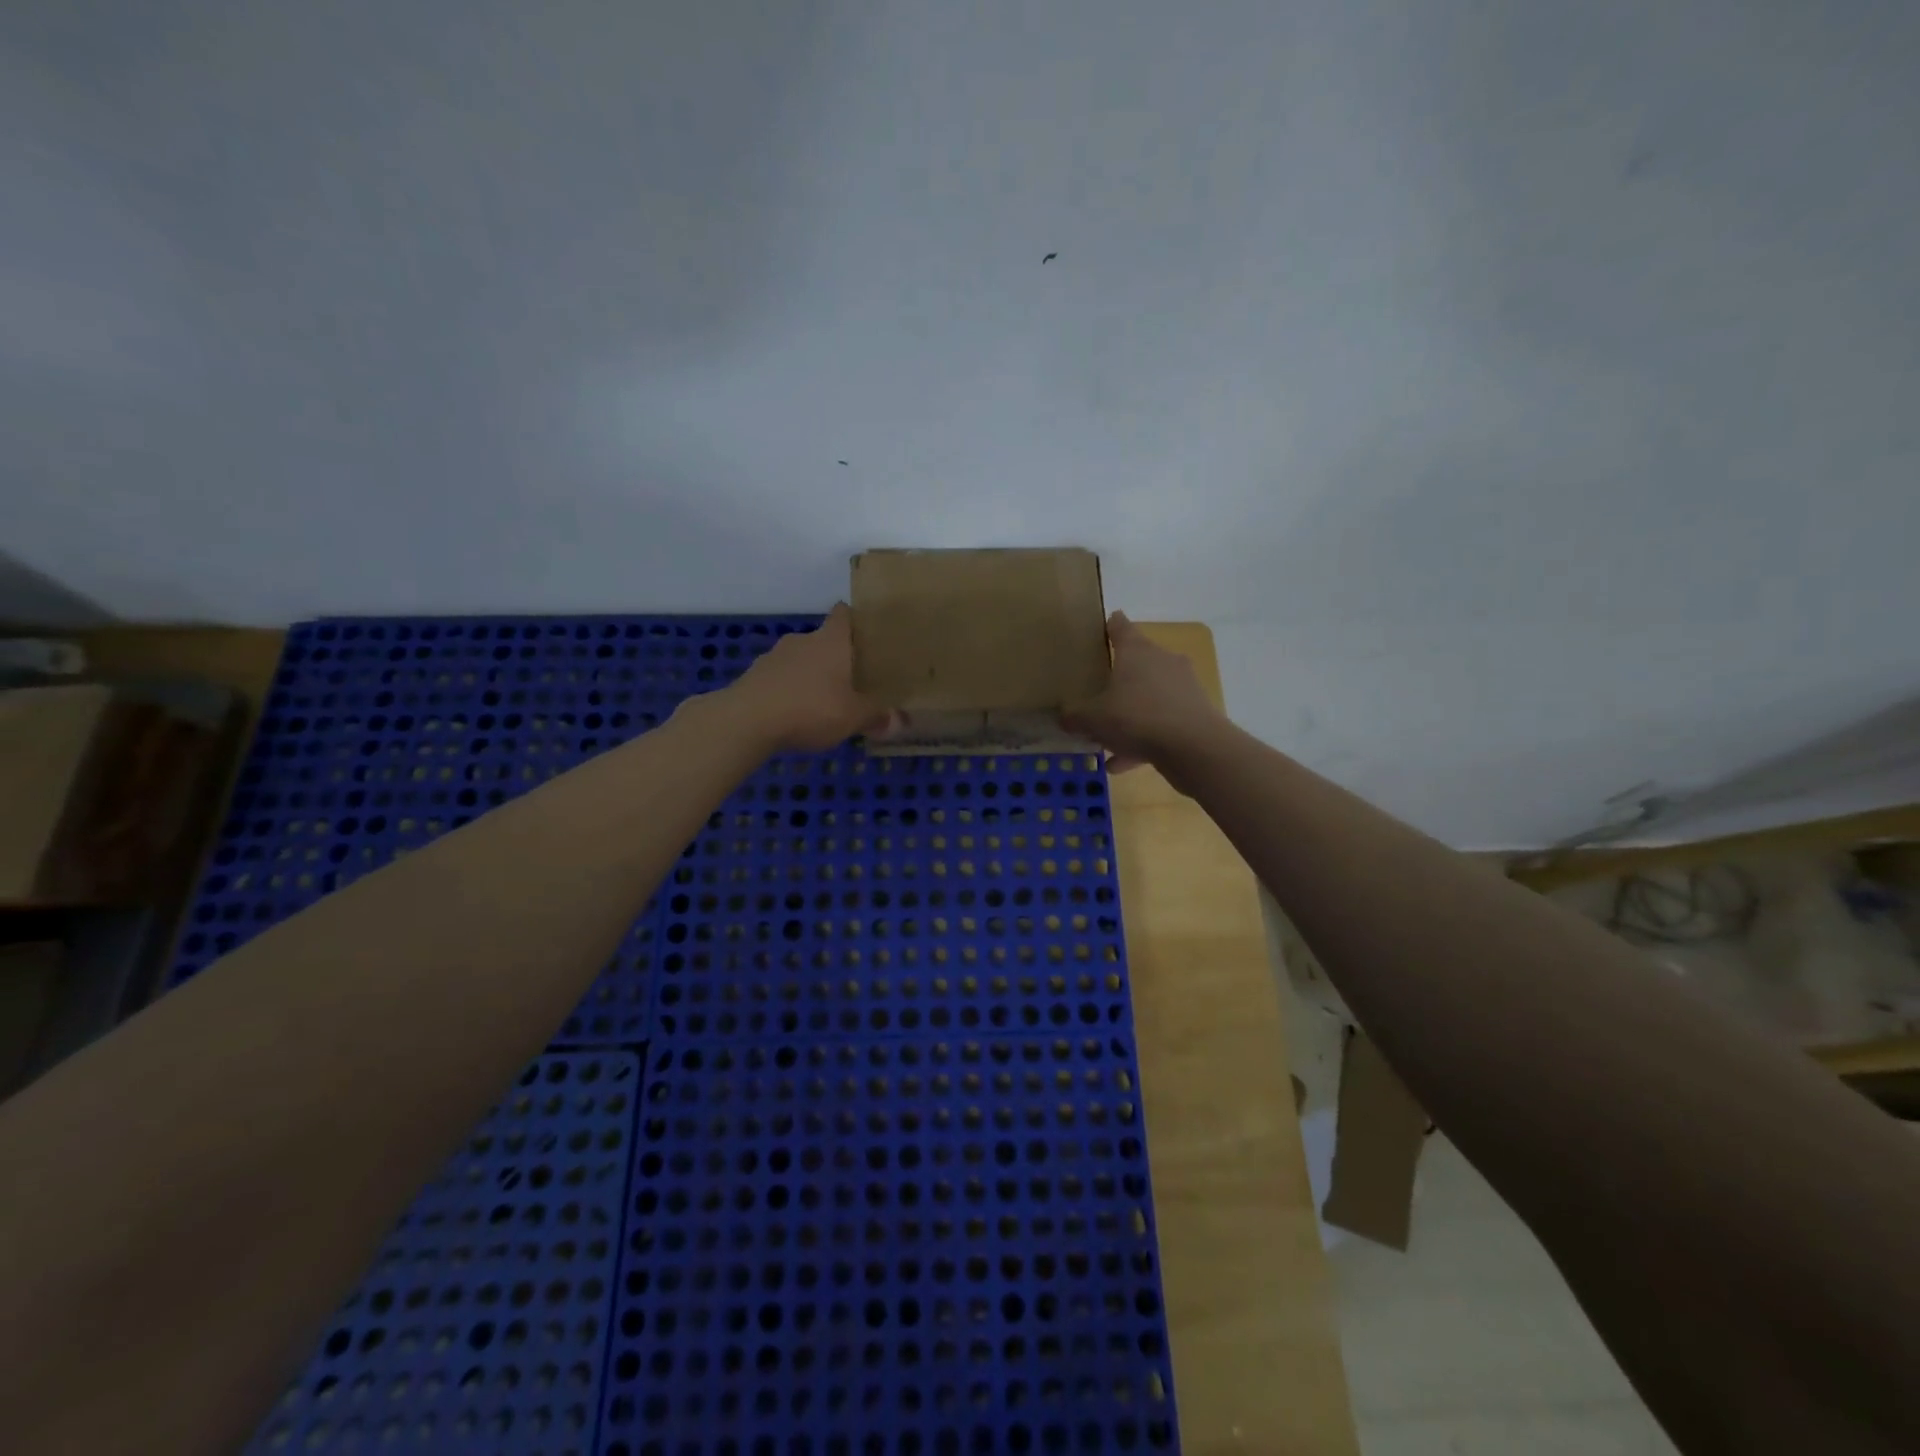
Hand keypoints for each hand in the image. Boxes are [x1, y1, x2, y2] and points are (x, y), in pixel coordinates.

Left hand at [722, 603, 890, 752]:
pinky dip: (788, 691)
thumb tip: (899, 720)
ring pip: (799, 660)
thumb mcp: (853, 718)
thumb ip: (875, 717)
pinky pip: (779, 679)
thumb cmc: (810, 708)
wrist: (747, 720)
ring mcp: (774, 656)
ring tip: (822, 701)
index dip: (855, 619)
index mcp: (831, 641)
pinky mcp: (754, 676)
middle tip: (851, 679)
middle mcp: (803, 640)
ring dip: (809, 675)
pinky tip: (794, 714)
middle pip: (823, 640)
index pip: (843, 614)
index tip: (866, 631)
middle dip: (835, 657)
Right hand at [1062, 611, 1224, 774]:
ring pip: (1149, 697)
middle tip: (1098, 692)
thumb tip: (1064, 717)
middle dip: (1119, 677)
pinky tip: (1122, 765)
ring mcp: (1182, 687)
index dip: (1109, 626)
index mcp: (1136, 651)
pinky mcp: (1195, 713)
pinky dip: (1143, 740)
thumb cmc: (1137, 717)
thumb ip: (1076, 717)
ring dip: (1130, 715)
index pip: (1120, 626)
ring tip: (1106, 741)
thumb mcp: (1094, 719)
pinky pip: (1161, 723)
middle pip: (1138, 662)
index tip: (1102, 628)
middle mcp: (1162, 661)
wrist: (1194, 747)